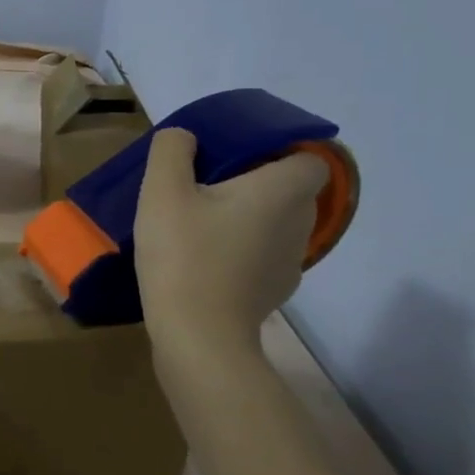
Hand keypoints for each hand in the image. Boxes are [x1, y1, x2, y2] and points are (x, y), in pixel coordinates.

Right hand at [134, 129, 326, 360]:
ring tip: (200, 226)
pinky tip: (204, 261)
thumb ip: (172, 150)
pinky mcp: (274, 292)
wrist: (198, 336)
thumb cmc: (184, 255)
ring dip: (248, 219)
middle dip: (255, 183)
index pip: (312, 158)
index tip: (238, 157)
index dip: (281, 152)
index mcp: (282, 191)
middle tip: (206, 187)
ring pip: (277, 224)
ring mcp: (291, 262)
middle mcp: (300, 223)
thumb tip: (186, 138)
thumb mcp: (162, 190)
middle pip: (290, 190)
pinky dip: (242, 252)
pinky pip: (263, 256)